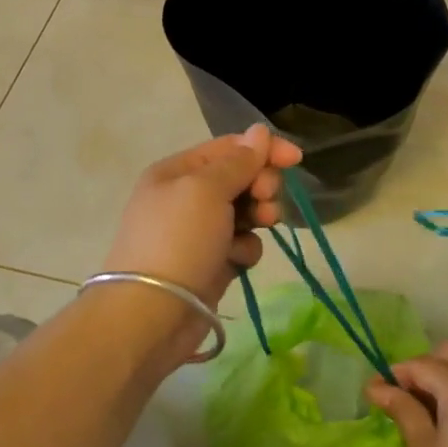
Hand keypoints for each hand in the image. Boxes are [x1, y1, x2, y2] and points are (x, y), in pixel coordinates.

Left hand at [102, 124, 303, 310]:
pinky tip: (236, 260)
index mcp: (178, 171)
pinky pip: (241, 245)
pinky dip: (244, 249)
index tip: (296, 159)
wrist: (151, 315)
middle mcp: (186, 197)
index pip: (230, 147)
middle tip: (265, 199)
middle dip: (261, 185)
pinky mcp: (211, 263)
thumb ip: (238, 161)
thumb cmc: (178, 240)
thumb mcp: (207, 189)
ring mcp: (199, 232)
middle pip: (240, 178)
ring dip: (258, 216)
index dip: (264, 149)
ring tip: (259, 227)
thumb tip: (259, 131)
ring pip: (245, 211)